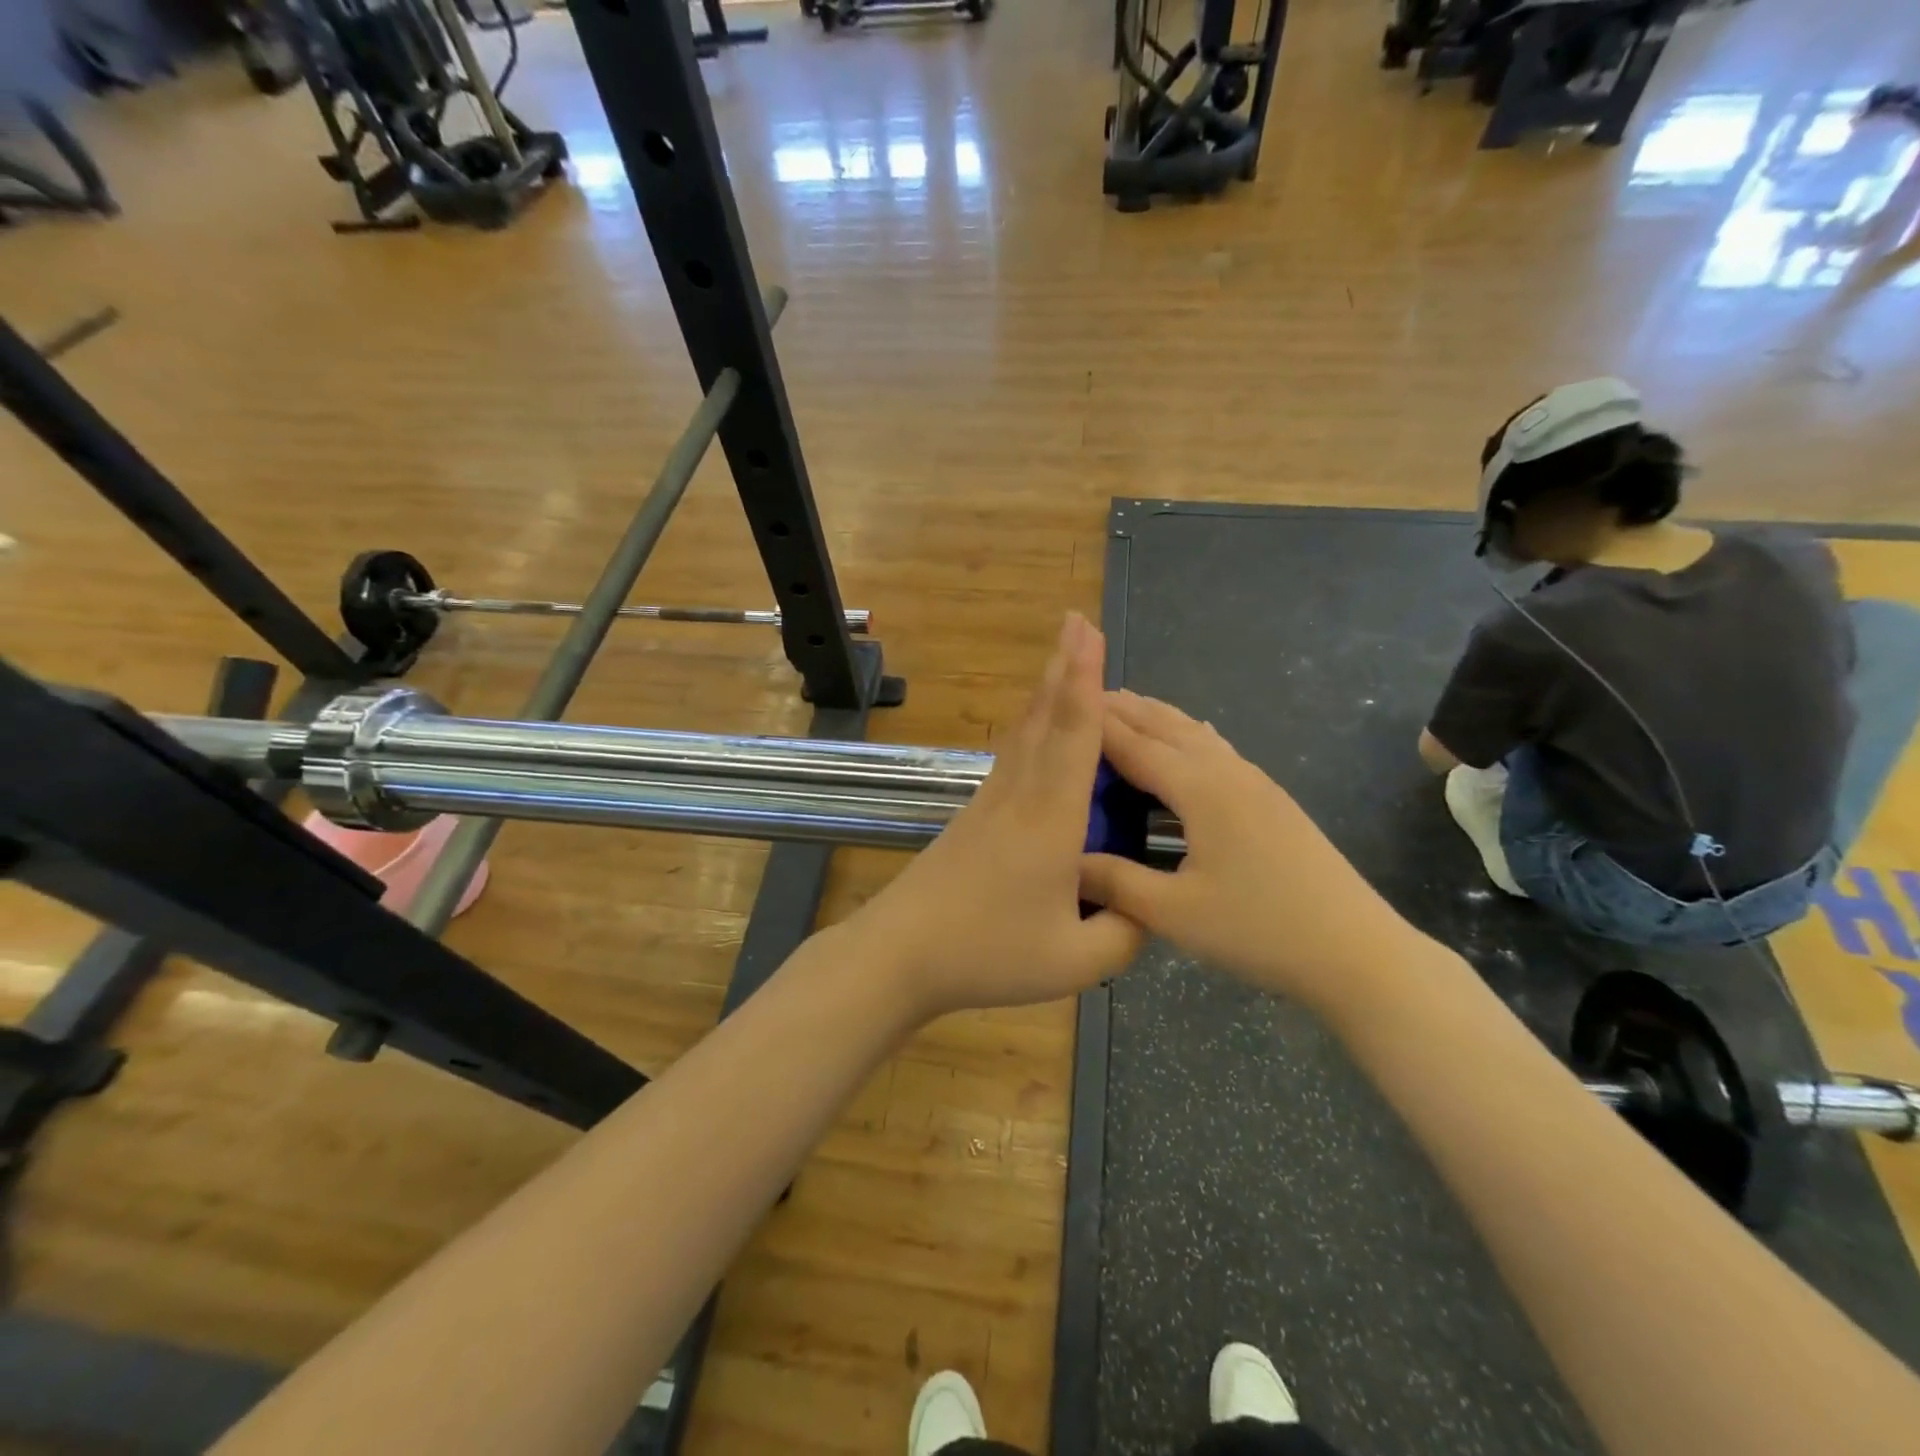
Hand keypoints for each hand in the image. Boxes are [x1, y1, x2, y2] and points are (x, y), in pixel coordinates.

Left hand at [840, 614, 1143, 1022]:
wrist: (899, 953)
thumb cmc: (987, 953)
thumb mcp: (1075, 962)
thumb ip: (1124, 934)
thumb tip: (1147, 909)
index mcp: (1050, 819)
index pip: (1074, 737)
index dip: (1085, 682)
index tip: (1087, 632)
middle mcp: (1019, 796)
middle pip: (1044, 719)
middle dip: (1064, 668)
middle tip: (1076, 622)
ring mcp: (990, 804)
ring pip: (1025, 734)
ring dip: (1046, 692)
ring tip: (1062, 661)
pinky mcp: (974, 817)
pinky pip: (1013, 758)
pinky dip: (1033, 729)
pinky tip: (1037, 733)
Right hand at [1079, 691, 1421, 1010]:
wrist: (1356, 950)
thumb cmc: (1260, 929)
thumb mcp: (1175, 913)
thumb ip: (1114, 882)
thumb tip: (1064, 859)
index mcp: (1199, 789)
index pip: (1134, 744)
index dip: (1094, 724)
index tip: (1056, 703)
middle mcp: (1226, 771)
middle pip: (1166, 726)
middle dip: (1124, 708)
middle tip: (1081, 693)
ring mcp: (1255, 782)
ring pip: (1195, 733)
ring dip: (1157, 716)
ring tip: (1125, 706)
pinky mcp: (1271, 799)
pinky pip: (1217, 749)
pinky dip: (1187, 734)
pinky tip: (1191, 739)